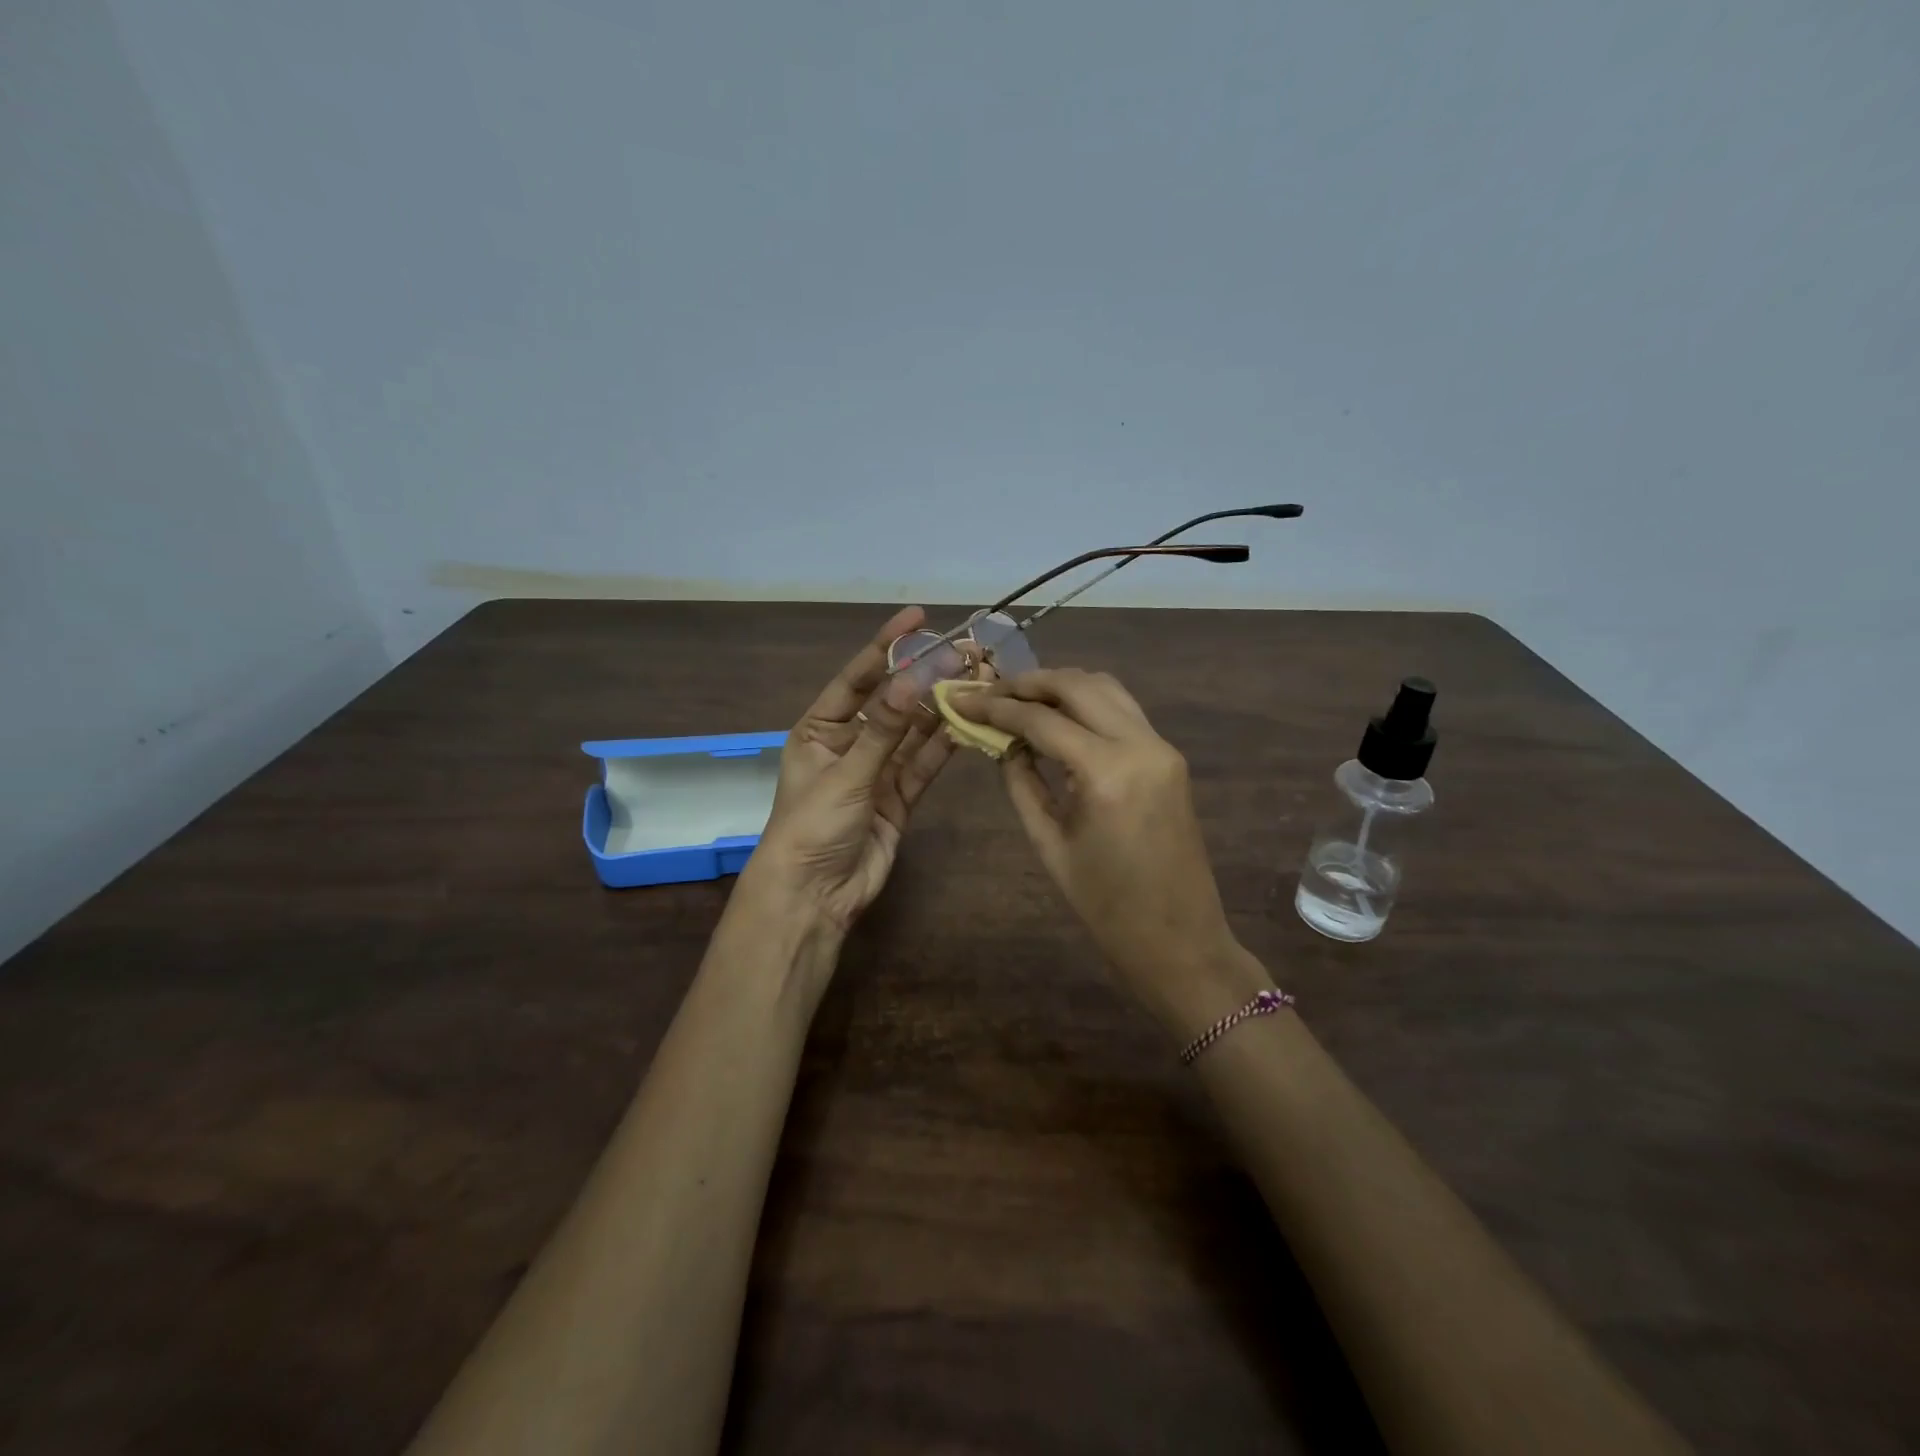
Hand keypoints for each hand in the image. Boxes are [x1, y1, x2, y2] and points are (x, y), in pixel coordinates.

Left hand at [740, 606, 954, 938]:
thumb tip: (913, 679)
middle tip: (963, 651)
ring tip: (975, 681)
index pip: (857, 679)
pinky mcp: (899, 798)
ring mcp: (876, 771)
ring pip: (913, 733)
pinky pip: (923, 766)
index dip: (886, 646)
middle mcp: (849, 744)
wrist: (814, 896)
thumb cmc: (812, 826)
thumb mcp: (845, 774)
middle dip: (924, 678)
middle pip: (892, 703)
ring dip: (940, 710)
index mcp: (820, 730)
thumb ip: (884, 730)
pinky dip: (943, 748)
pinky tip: (967, 725)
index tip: (917, 618)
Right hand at [954, 668, 1267, 1040]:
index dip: (996, 706)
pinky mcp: (1169, 756)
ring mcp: (1161, 747)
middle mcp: (1140, 745)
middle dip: (1028, 682)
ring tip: (1020, 698)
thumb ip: (1021, 783)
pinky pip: (1123, 710)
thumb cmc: (1105, 905)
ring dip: (1061, 685)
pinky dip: (1087, 702)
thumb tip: (1002, 742)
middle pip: (1077, 686)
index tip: (962, 699)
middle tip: (989, 691)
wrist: (1179, 938)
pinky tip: (1059, 717)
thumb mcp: (1049, 843)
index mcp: (1107, 773)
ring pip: (1105, 688)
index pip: (1041, 720)